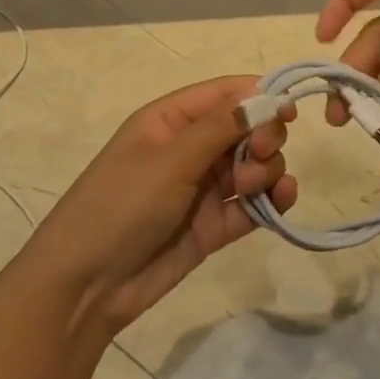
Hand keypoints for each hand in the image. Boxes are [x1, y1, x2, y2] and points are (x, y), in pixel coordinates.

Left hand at [28, 77, 296, 331]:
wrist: (88, 285)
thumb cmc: (120, 206)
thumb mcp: (168, 161)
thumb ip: (219, 128)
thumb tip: (265, 94)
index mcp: (171, 119)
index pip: (224, 93)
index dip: (260, 96)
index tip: (291, 109)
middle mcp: (190, 148)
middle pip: (246, 128)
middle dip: (263, 136)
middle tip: (260, 154)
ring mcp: (203, 187)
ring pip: (254, 165)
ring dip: (266, 169)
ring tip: (253, 186)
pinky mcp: (214, 224)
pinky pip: (253, 203)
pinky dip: (272, 199)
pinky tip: (281, 200)